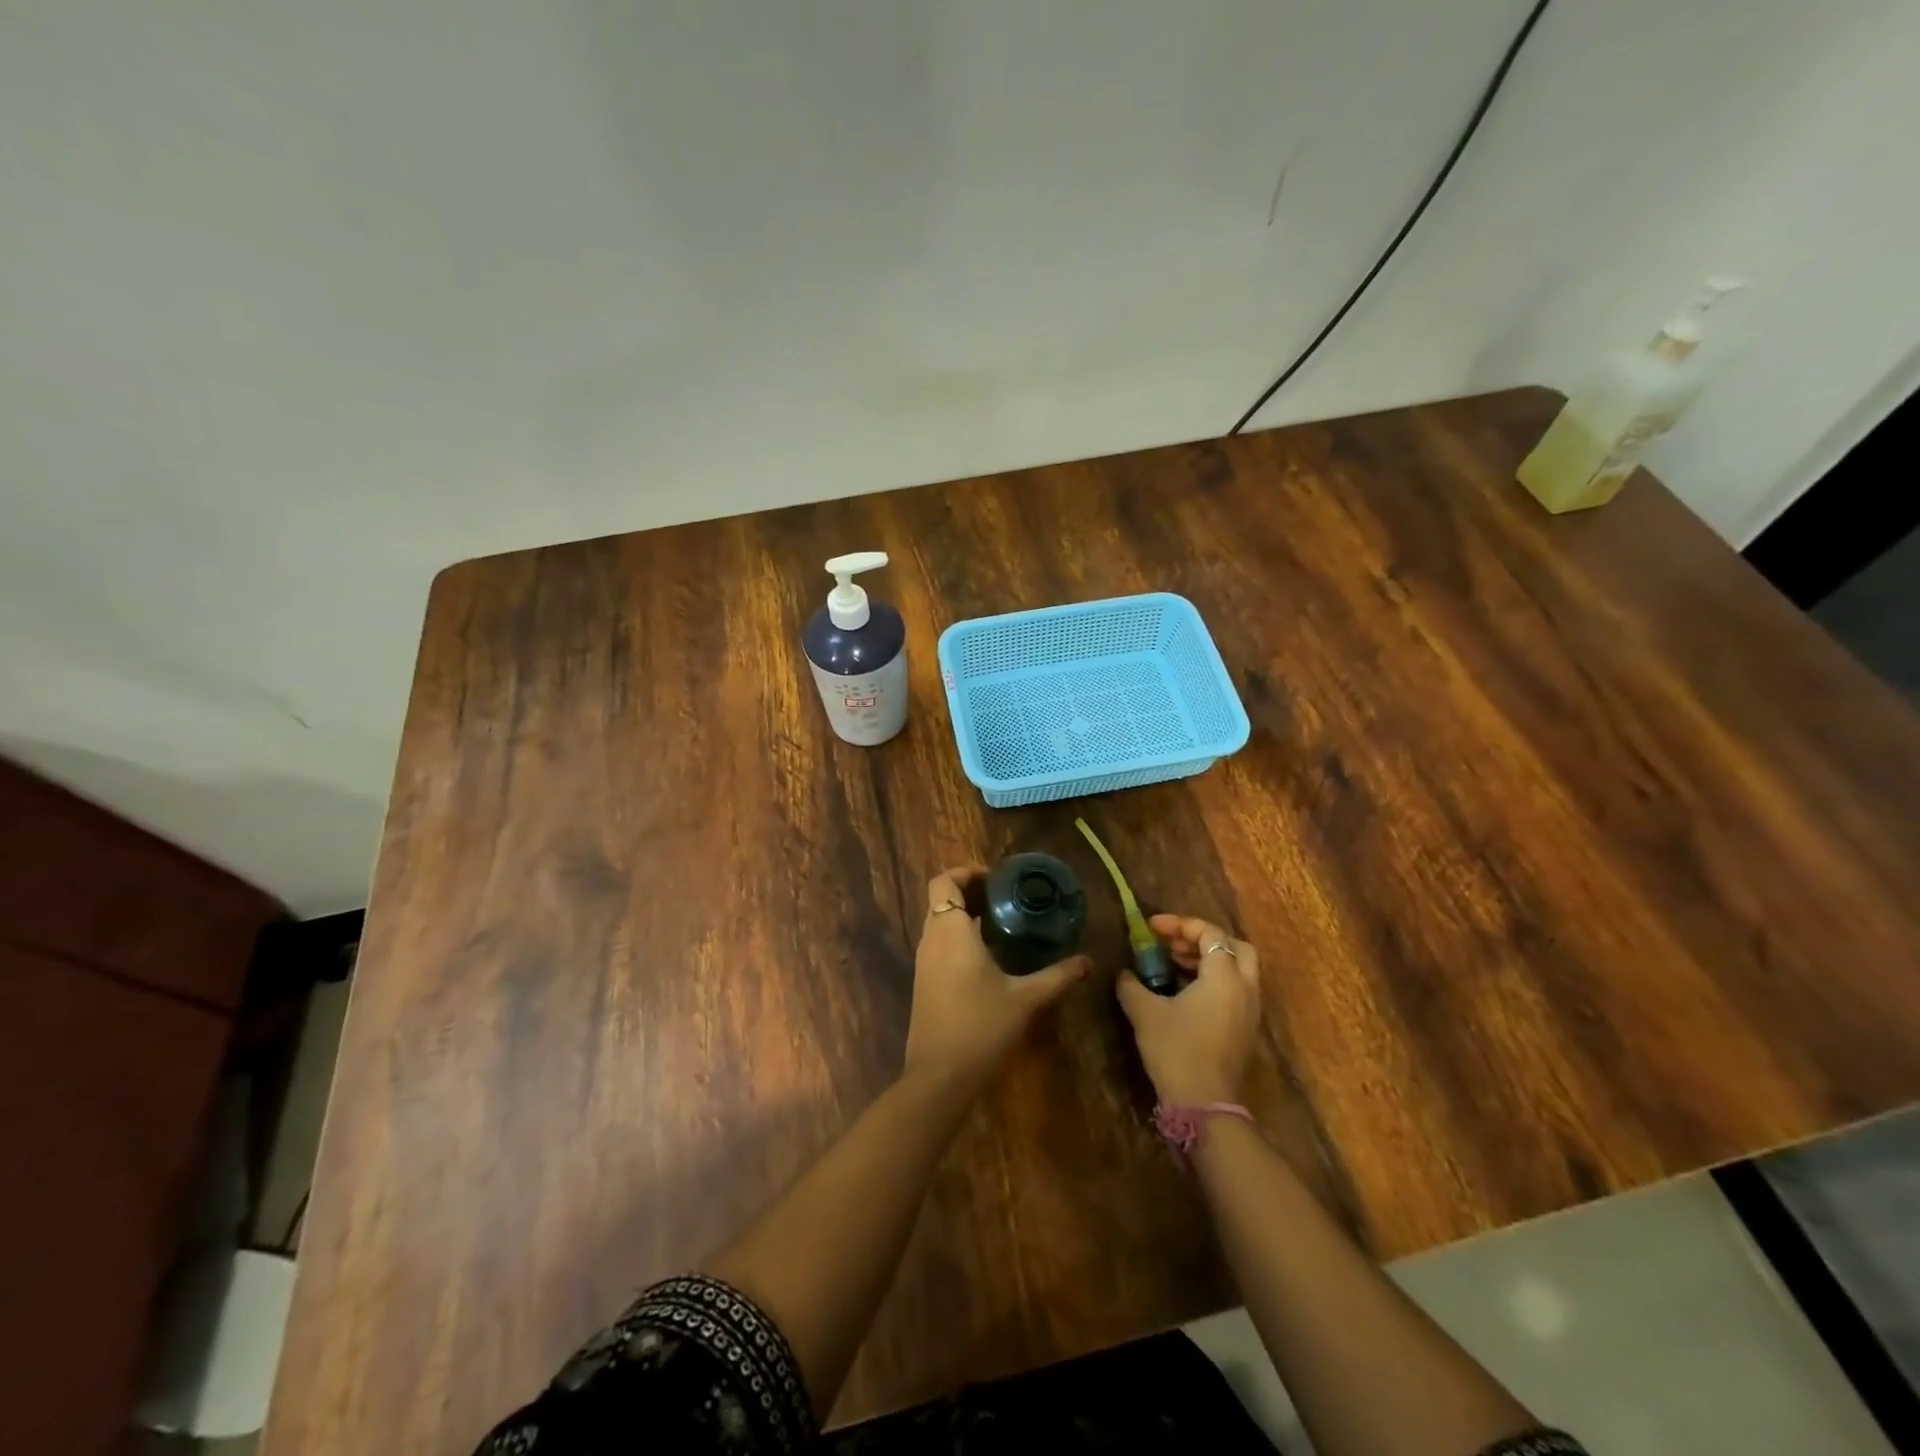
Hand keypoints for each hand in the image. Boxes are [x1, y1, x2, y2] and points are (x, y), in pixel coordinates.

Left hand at [903, 865, 1089, 1092]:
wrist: (939, 1076)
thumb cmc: (981, 1027)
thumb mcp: (1025, 999)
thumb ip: (1057, 976)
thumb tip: (1087, 961)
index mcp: (951, 932)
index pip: (944, 881)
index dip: (966, 872)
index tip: (997, 879)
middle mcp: (932, 940)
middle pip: (942, 899)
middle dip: (970, 892)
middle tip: (1006, 898)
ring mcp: (924, 962)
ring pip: (939, 922)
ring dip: (964, 915)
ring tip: (1002, 923)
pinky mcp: (924, 982)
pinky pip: (939, 943)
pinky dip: (958, 937)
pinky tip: (988, 956)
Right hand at [1115, 914, 1262, 1105]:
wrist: (1204, 1104)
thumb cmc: (1176, 1049)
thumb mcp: (1144, 1012)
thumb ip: (1131, 984)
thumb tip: (1124, 973)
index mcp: (1224, 975)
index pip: (1210, 933)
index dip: (1179, 924)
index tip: (1151, 928)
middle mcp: (1245, 988)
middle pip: (1235, 946)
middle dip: (1204, 939)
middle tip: (1174, 945)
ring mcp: (1250, 1010)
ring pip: (1238, 970)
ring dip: (1208, 960)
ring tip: (1173, 966)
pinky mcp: (1246, 1030)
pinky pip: (1236, 990)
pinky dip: (1215, 981)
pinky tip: (1185, 993)